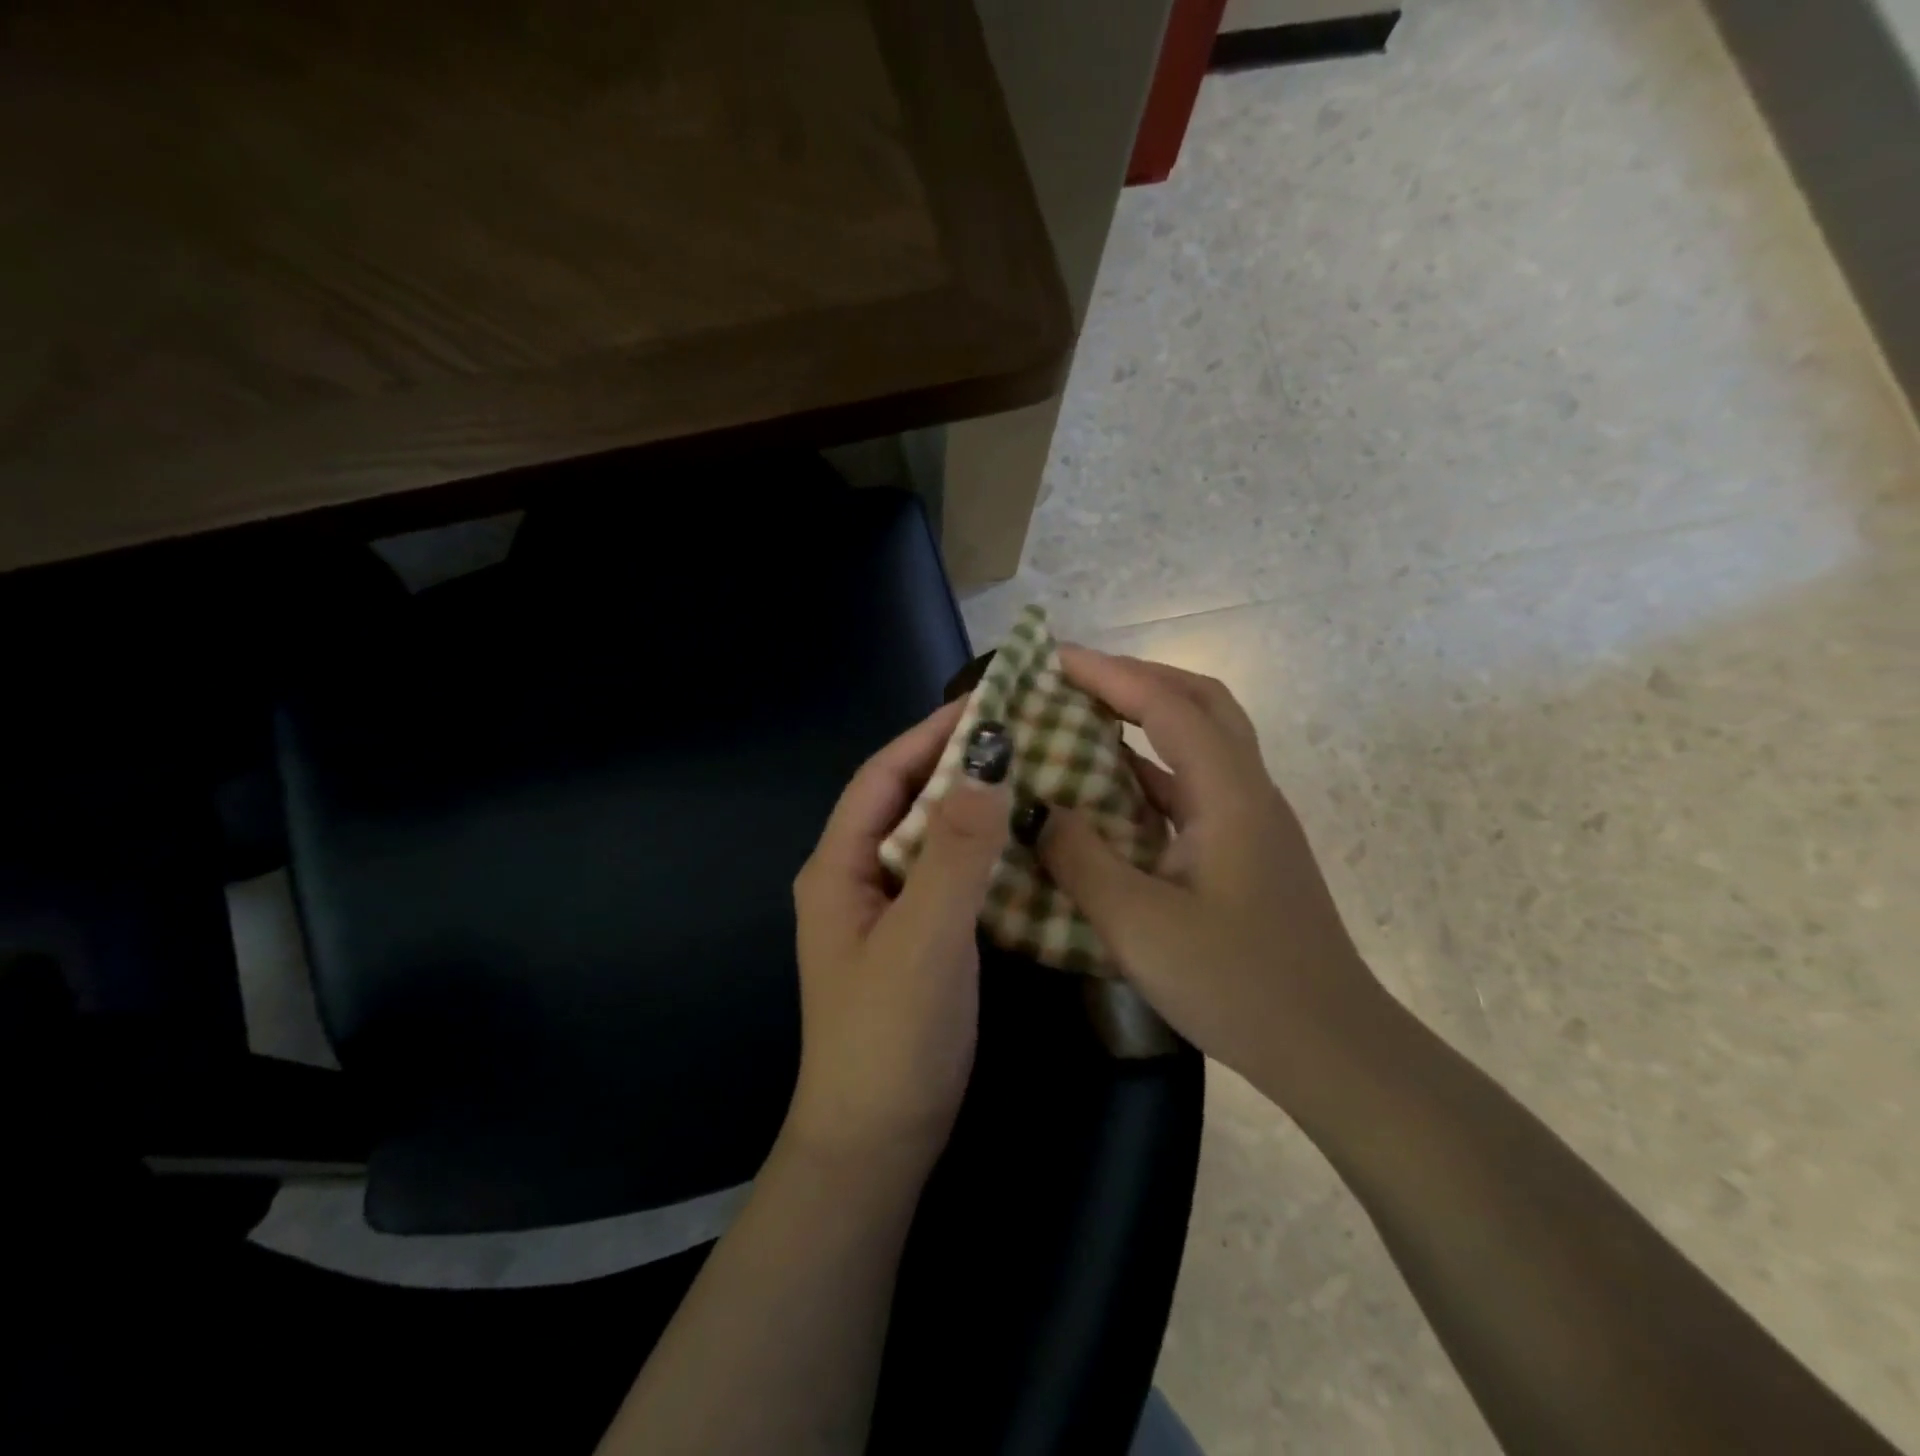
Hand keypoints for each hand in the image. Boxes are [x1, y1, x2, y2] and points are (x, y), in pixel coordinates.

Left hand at [787, 701, 1010, 1168]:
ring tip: (1034, 774)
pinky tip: (1027, 843)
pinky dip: (984, 851)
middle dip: (958, 764)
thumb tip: (989, 762)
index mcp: (839, 867)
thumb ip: (955, 851)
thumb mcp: (925, 938)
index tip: (988, 703)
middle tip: (1024, 734)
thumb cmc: (891, 1039)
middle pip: (907, 801)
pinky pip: (951, 875)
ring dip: (975, 806)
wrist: (877, 1146)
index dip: (930, 734)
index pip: (883, 776)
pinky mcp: (919, 940)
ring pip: (933, 838)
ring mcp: (888, 911)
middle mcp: (858, 878)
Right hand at [1037, 647, 1387, 1109]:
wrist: (1331, 1050)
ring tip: (1087, 719)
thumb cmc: (1237, 985)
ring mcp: (1252, 821)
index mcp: (1229, 795)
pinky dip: (1152, 769)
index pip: (1167, 706)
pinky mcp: (1247, 850)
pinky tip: (1111, 792)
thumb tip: (1039, 811)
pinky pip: (1195, 785)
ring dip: (1148, 718)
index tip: (1054, 659)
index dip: (1109, 675)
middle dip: (1137, 679)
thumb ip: (1080, 859)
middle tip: (1077, 680)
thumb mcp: (1138, 925)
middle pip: (1200, 702)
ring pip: (1202, 740)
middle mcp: (1248, 791)